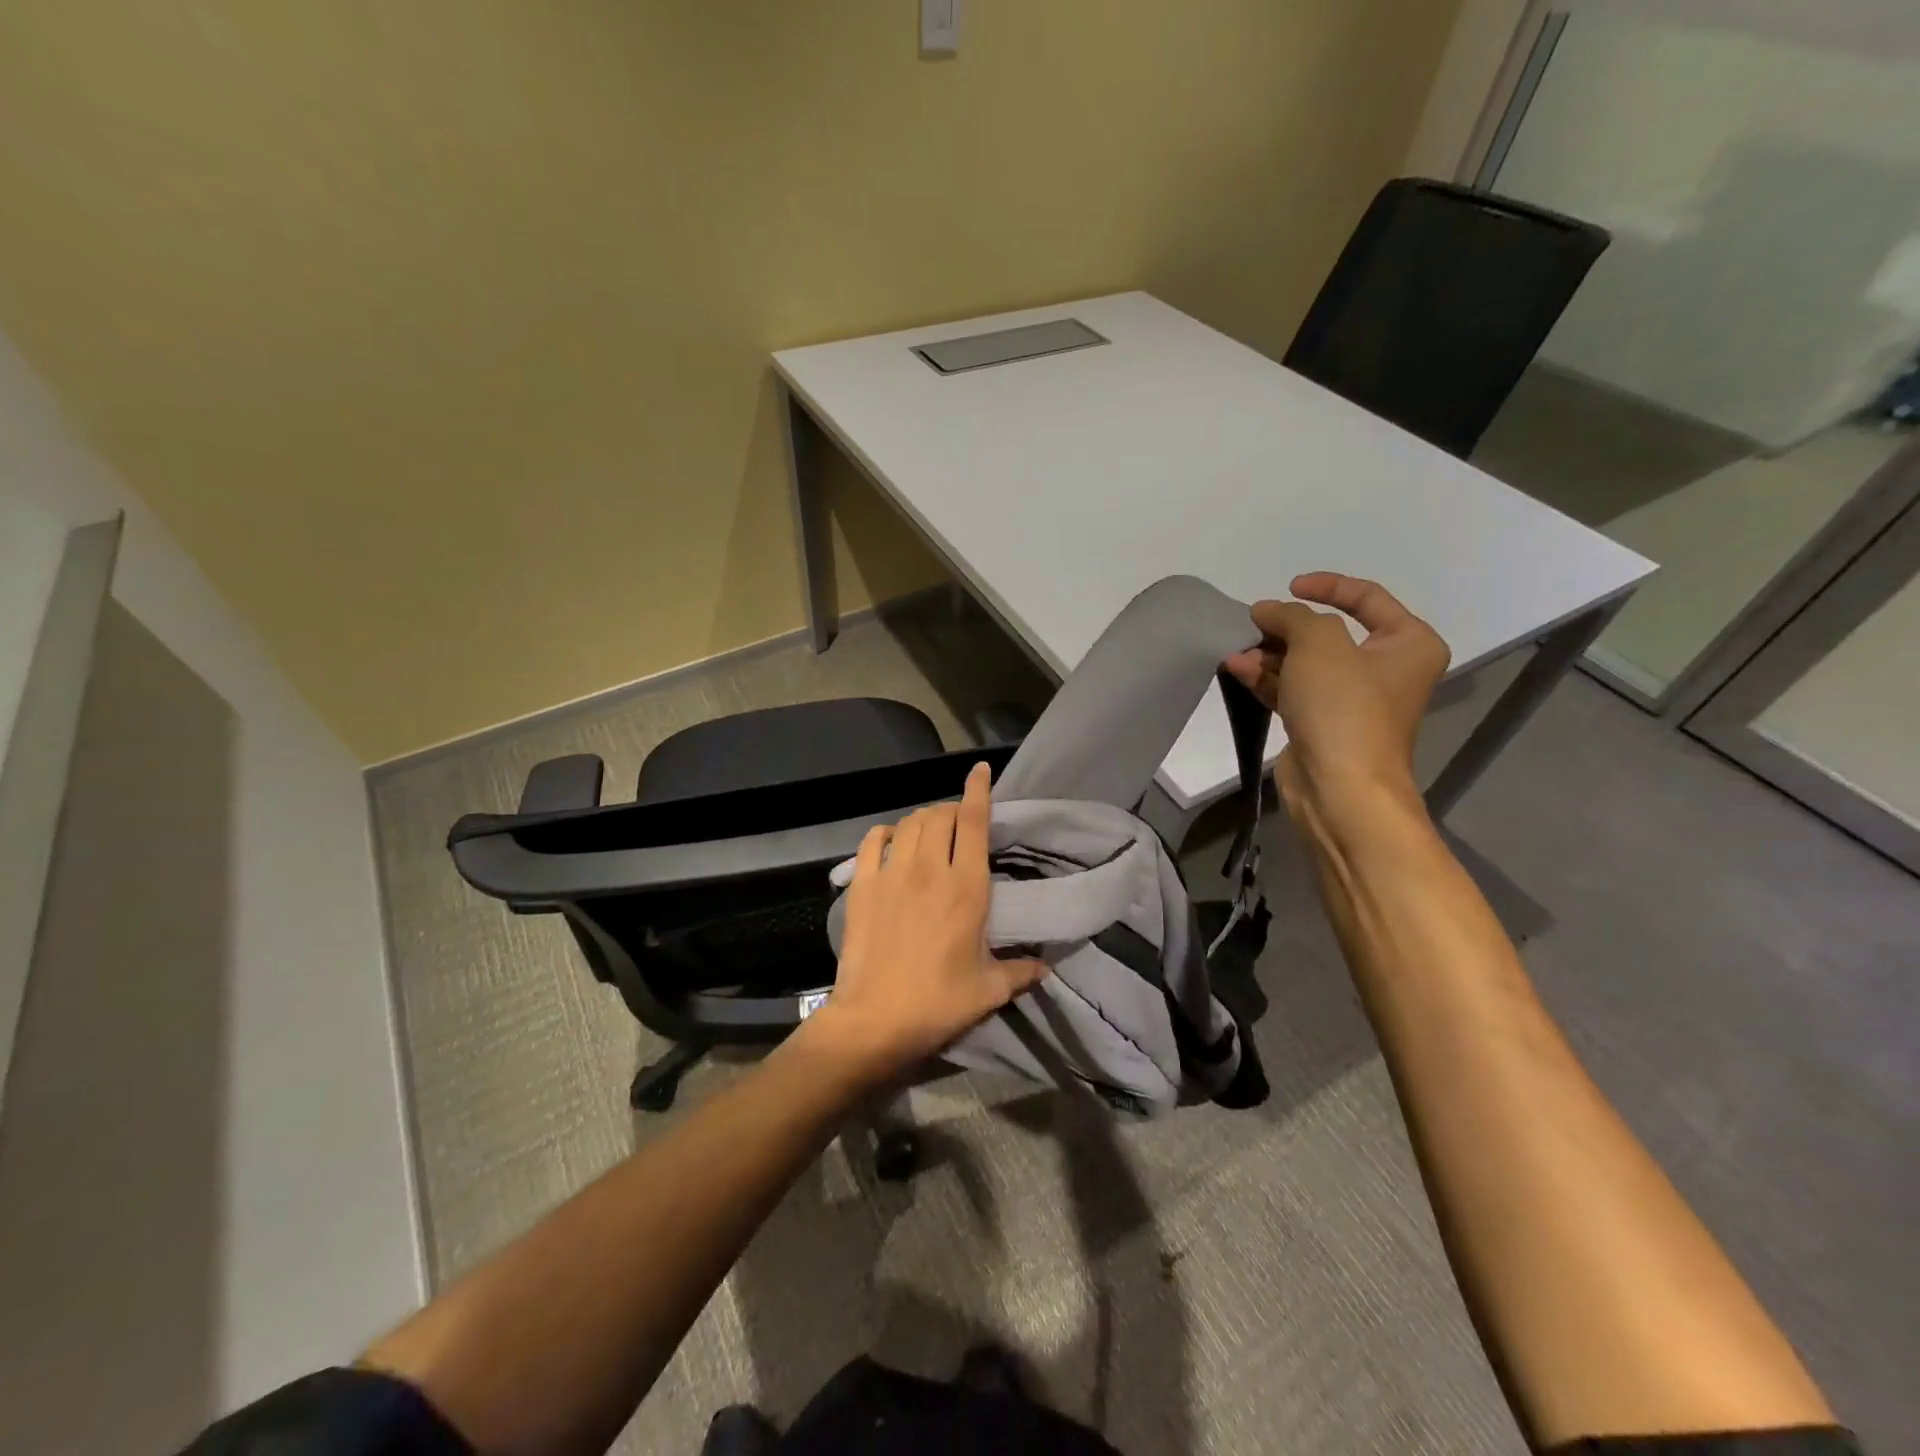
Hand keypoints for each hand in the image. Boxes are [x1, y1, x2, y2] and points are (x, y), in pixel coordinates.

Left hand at [808, 762, 1046, 1080]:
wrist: (875, 1019)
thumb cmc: (938, 1002)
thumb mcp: (988, 990)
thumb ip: (1020, 972)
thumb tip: (1046, 968)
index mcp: (966, 888)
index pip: (974, 823)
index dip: (978, 791)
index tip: (980, 770)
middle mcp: (930, 869)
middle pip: (940, 816)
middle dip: (951, 809)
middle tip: (958, 822)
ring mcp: (892, 874)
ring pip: (909, 823)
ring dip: (923, 818)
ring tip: (930, 830)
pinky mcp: (863, 886)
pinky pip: (873, 841)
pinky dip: (886, 832)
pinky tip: (892, 839)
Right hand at [1224, 572, 1449, 815]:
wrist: (1340, 786)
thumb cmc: (1344, 706)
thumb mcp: (1320, 643)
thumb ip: (1291, 616)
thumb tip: (1266, 611)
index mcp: (1408, 644)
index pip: (1368, 598)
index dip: (1327, 586)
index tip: (1289, 587)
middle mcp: (1386, 670)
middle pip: (1330, 633)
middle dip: (1286, 627)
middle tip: (1253, 624)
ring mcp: (1352, 701)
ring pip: (1306, 663)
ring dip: (1269, 653)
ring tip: (1236, 650)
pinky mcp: (1322, 725)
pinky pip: (1292, 690)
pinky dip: (1267, 678)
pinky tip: (1236, 668)